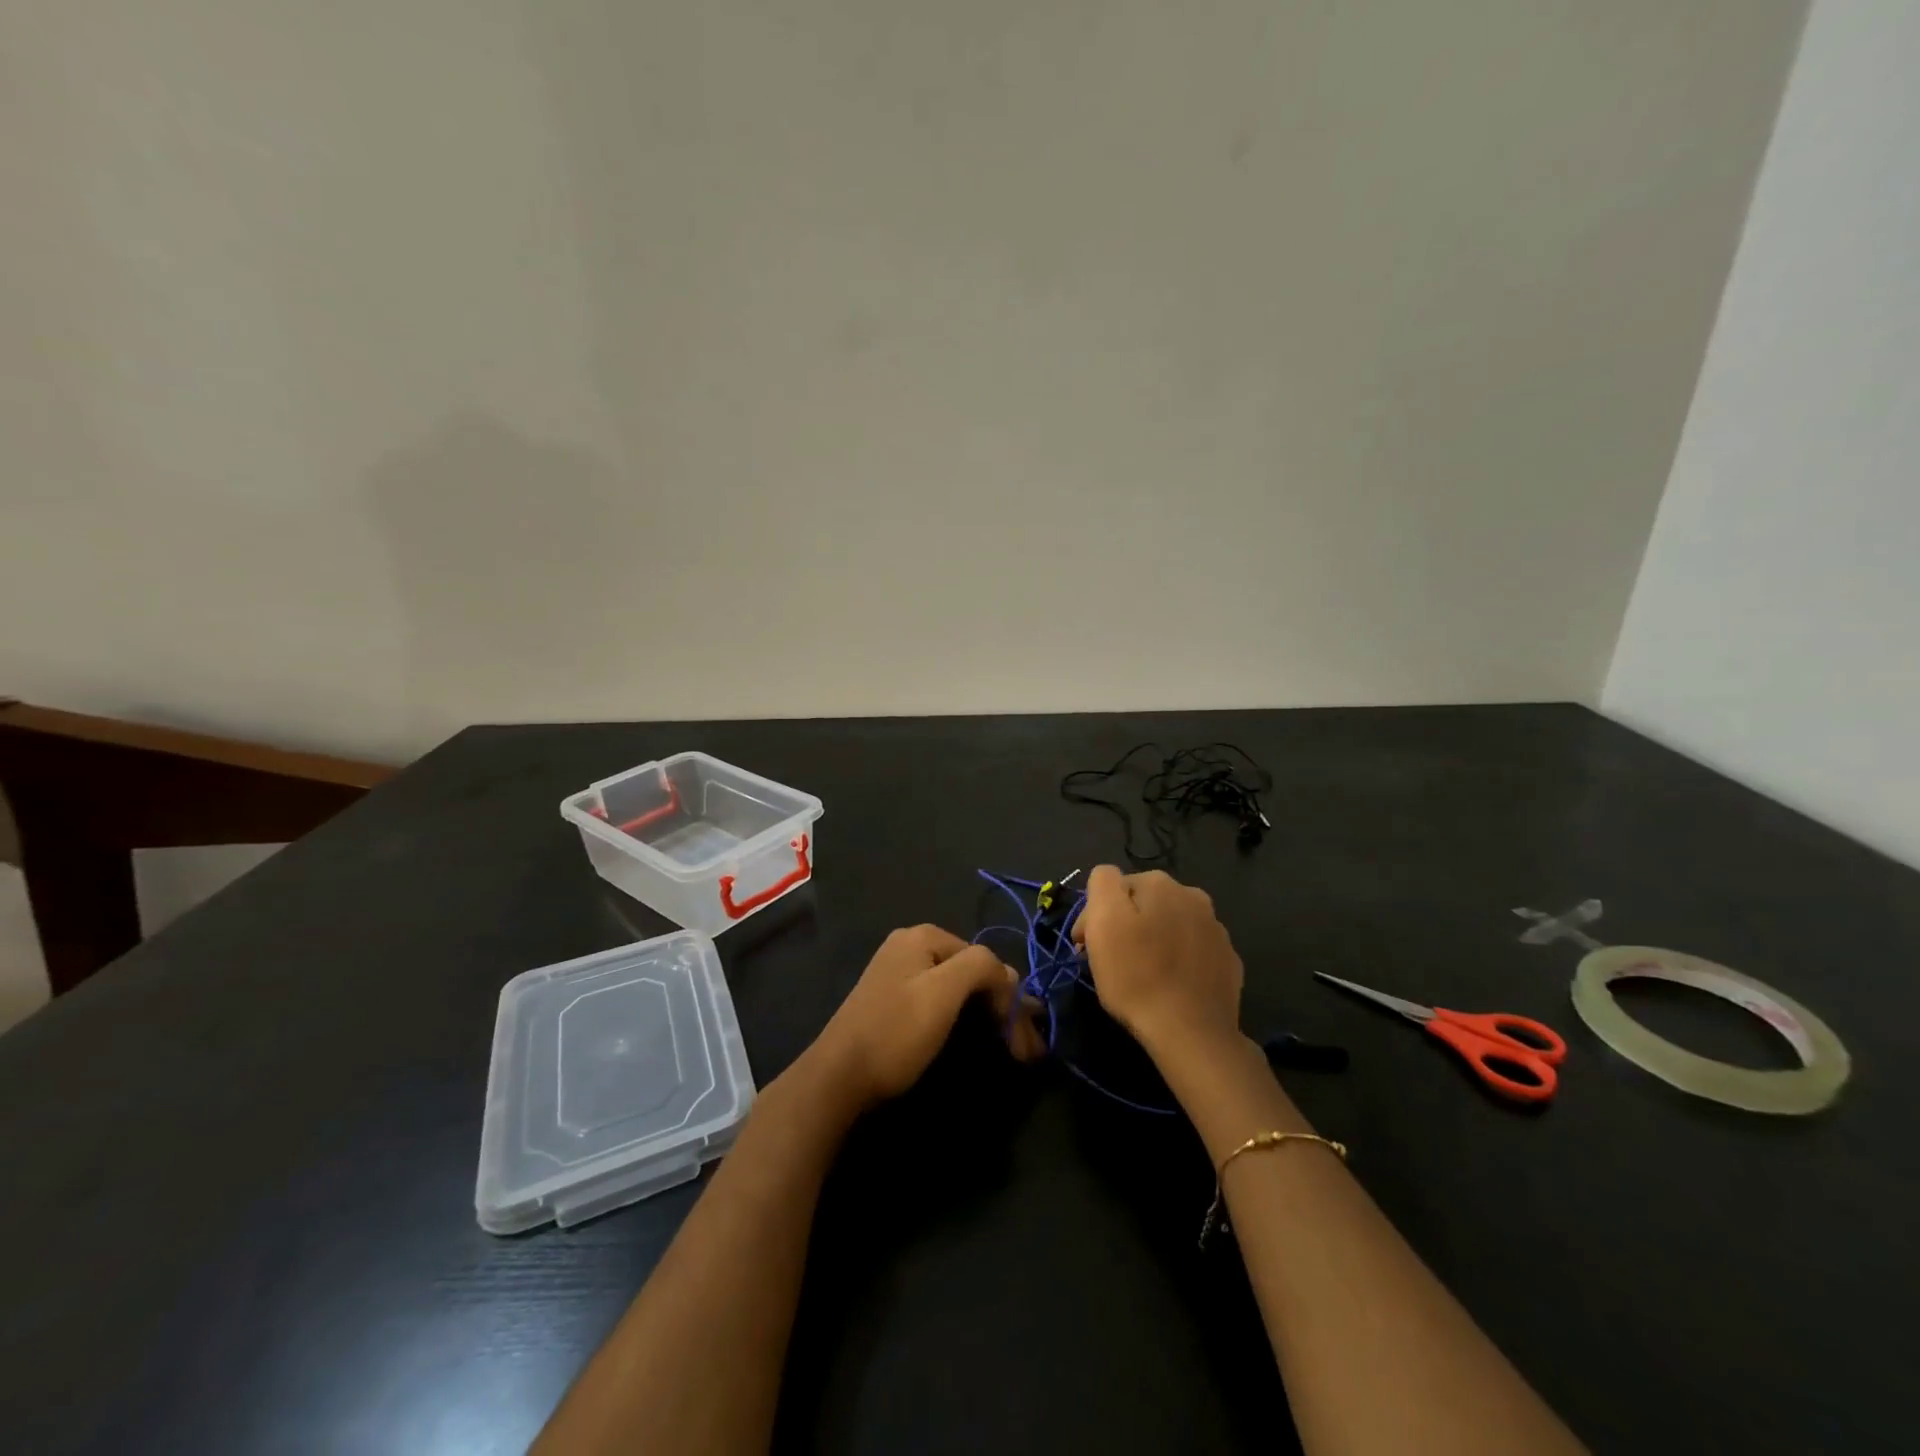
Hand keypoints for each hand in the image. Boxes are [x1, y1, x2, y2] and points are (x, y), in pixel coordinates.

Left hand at [805, 925, 1044, 1112]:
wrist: (838, 1078)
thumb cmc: (895, 1032)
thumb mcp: (942, 993)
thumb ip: (979, 967)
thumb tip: (1008, 974)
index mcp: (923, 936)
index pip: (985, 959)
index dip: (1009, 998)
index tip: (1026, 1042)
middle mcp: (911, 946)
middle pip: (972, 972)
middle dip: (1002, 1008)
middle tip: (1025, 1051)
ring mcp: (900, 974)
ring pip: (958, 990)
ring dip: (988, 1016)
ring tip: (1012, 1049)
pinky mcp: (893, 1001)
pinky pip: (939, 1002)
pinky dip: (963, 1019)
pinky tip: (976, 1038)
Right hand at [1073, 865, 1243, 1065]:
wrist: (1192, 1033)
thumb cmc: (1138, 976)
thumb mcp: (1104, 922)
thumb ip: (1103, 883)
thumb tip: (1108, 878)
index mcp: (1160, 883)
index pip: (1114, 887)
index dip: (1094, 916)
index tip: (1086, 947)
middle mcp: (1193, 896)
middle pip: (1144, 904)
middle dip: (1125, 925)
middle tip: (1110, 962)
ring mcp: (1216, 930)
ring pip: (1170, 926)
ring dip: (1153, 940)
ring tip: (1141, 974)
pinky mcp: (1228, 962)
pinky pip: (1192, 952)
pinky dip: (1178, 960)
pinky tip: (1170, 984)